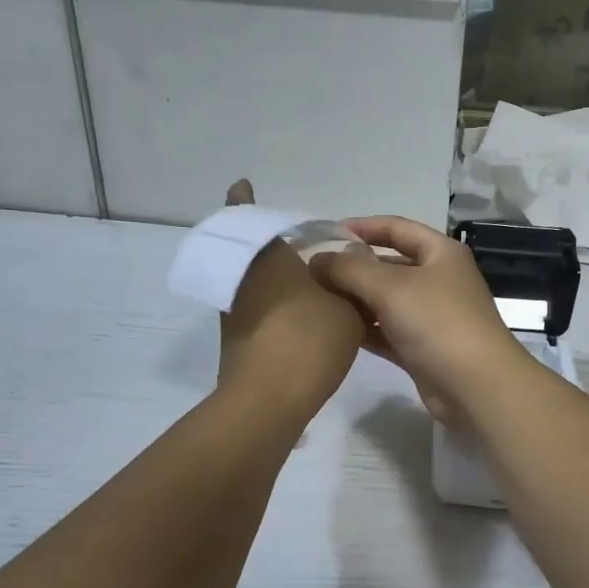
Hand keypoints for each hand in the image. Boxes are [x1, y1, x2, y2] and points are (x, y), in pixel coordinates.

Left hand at [216, 181, 365, 416]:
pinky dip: (274, 303)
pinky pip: (256, 307)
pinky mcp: (236, 337)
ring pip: (253, 280)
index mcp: (267, 256)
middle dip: (270, 243)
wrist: (268, 401)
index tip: (243, 186)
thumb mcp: (350, 308)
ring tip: (308, 279)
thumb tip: (351, 266)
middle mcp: (243, 276)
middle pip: (251, 249)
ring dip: (273, 276)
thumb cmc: (309, 340)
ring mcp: (234, 308)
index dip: (243, 199)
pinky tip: (303, 313)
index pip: (245, 214)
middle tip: (299, 243)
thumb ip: (354, 283)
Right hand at [309, 217, 533, 425]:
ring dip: (355, 299)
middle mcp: (438, 279)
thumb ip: (349, 269)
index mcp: (440, 253)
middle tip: (313, 271)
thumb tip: (317, 259)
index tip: (325, 233)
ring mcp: (432, 316)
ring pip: (386, 300)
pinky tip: (335, 330)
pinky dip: (365, 328)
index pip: (396, 228)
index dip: (362, 227)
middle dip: (353, 266)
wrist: (476, 386)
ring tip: (317, 299)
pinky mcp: (422, 348)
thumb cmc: (437, 322)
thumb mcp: (390, 287)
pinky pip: (387, 330)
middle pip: (389, 265)